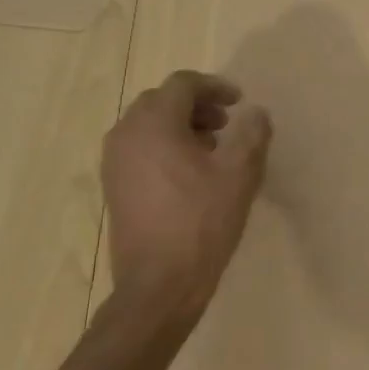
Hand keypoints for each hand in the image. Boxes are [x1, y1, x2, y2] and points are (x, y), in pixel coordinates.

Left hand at [100, 70, 271, 322]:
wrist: (159, 285)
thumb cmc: (202, 222)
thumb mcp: (240, 173)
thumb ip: (251, 133)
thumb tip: (254, 113)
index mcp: (154, 125)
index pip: (182, 84)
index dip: (214, 86)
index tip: (240, 102)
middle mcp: (126, 136)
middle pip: (161, 101)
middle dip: (196, 105)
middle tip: (227, 123)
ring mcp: (114, 163)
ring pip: (148, 125)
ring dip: (181, 125)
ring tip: (212, 147)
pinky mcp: (114, 188)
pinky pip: (140, 149)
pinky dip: (166, 146)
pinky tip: (191, 173)